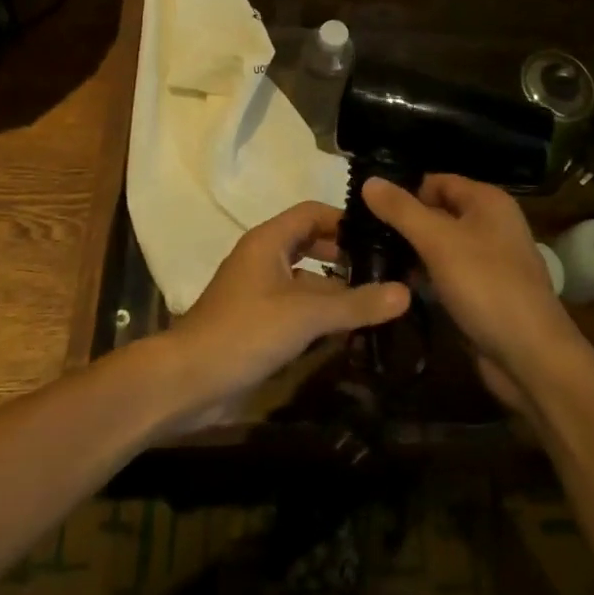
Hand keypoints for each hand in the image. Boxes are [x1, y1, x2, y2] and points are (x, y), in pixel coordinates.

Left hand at [161, 202, 409, 423]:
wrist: (187, 382)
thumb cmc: (245, 332)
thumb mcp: (305, 315)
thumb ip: (356, 303)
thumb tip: (406, 291)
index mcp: (269, 240)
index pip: (313, 212)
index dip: (345, 220)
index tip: (381, 236)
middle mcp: (264, 258)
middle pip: (311, 244)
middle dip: (345, 255)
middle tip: (385, 270)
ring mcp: (259, 292)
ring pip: (305, 279)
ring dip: (335, 287)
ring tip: (376, 300)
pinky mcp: (257, 323)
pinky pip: (296, 307)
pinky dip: (320, 313)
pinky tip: (347, 331)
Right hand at [364, 174, 582, 410]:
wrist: (531, 357)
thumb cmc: (486, 285)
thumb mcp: (438, 241)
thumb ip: (402, 210)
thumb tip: (369, 180)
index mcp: (487, 201)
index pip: (436, 181)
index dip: (404, 190)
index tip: (366, 207)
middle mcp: (491, 224)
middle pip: (438, 212)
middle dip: (404, 223)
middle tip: (361, 235)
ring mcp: (489, 261)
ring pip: (441, 246)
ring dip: (411, 253)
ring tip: (369, 260)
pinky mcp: (483, 293)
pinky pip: (447, 275)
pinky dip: (425, 278)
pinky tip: (397, 287)